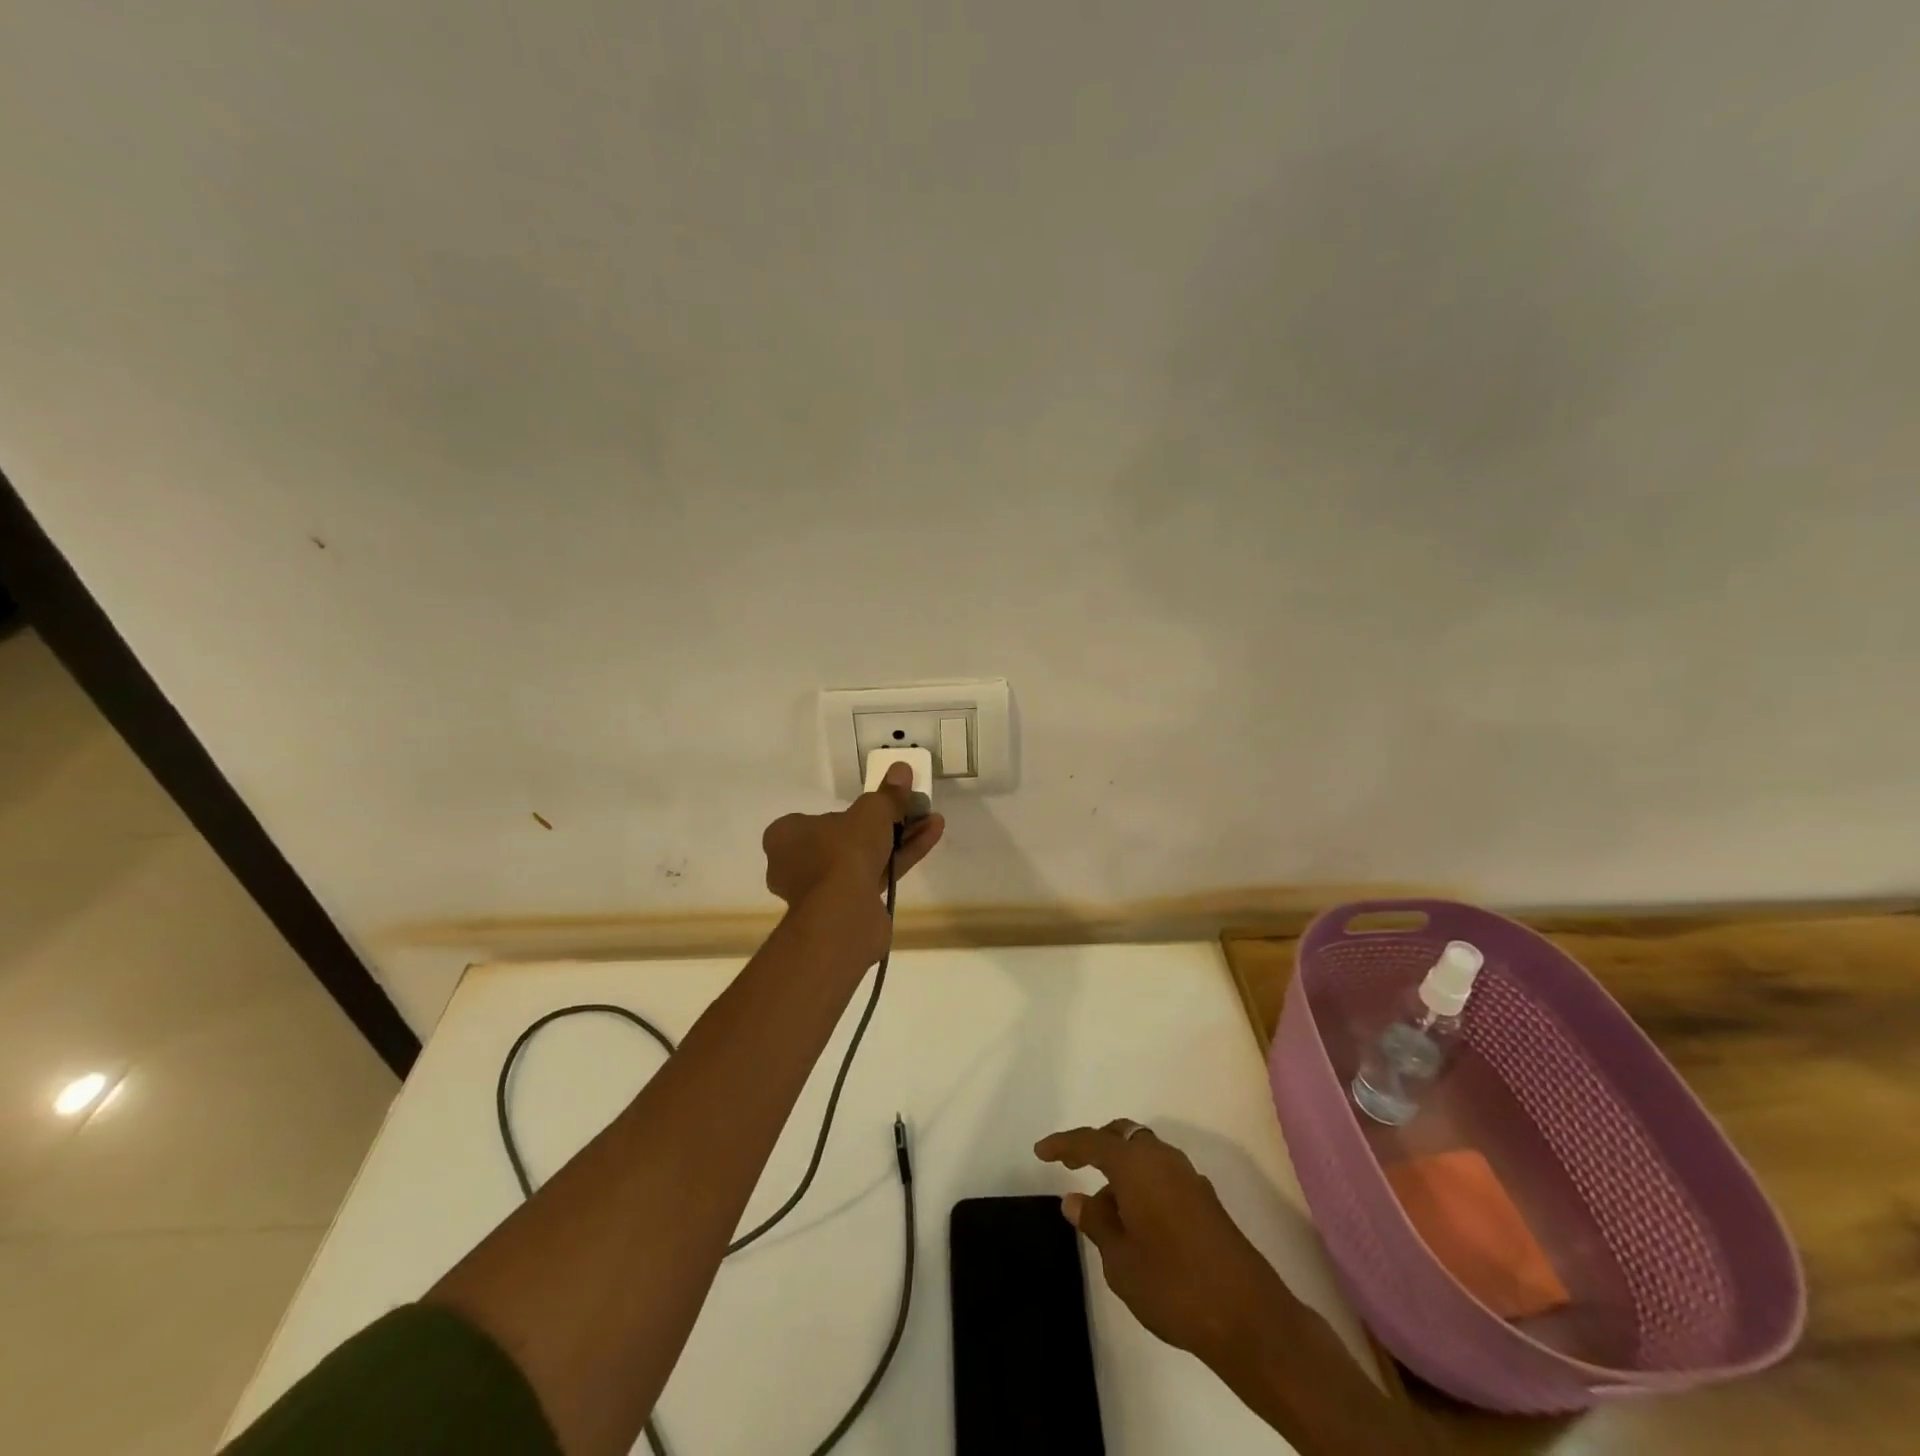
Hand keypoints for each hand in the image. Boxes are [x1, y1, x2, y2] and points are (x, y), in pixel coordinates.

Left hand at [762, 763, 944, 958]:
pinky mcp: (845, 909)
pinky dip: (900, 859)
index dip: (850, 812)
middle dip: (882, 825)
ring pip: (863, 859)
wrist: (844, 913)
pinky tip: (930, 839)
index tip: (878, 806)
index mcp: (785, 837)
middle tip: (910, 811)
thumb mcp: (872, 812)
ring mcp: (820, 891)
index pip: (816, 819)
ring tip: (931, 821)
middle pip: (845, 839)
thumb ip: (888, 793)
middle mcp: (796, 864)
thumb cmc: (843, 852)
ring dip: (898, 840)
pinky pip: (874, 876)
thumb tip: (901, 768)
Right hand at [1034, 1120, 1298, 1367]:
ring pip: (1145, 1155)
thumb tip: (1076, 1199)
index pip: (1091, 1141)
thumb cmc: (1173, 1285)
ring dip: (1121, 1170)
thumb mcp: (1120, 1260)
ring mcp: (1188, 1177)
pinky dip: (1143, 1184)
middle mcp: (1162, 1158)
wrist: (1248, 1317)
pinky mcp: (1205, 1199)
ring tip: (1104, 1208)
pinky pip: (1162, 1174)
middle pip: (1122, 1136)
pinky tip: (1138, 1221)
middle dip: (1095, 1147)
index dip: (1063, 1144)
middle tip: (1072, 1166)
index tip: (1040, 1151)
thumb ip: (1096, 1223)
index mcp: (1136, 1164)